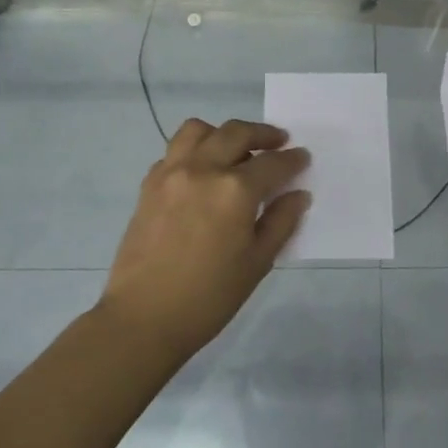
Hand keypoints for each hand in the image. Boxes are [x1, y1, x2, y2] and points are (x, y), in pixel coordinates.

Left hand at [98, 118, 310, 365]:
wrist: (144, 316)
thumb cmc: (210, 296)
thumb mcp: (257, 262)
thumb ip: (281, 222)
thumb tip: (298, 194)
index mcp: (235, 190)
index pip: (272, 163)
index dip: (293, 160)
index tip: (303, 158)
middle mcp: (202, 169)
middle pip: (236, 133)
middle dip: (263, 134)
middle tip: (278, 142)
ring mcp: (171, 173)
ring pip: (199, 130)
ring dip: (223, 133)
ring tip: (236, 149)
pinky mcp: (149, 185)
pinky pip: (174, 151)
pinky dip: (194, 150)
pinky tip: (203, 172)